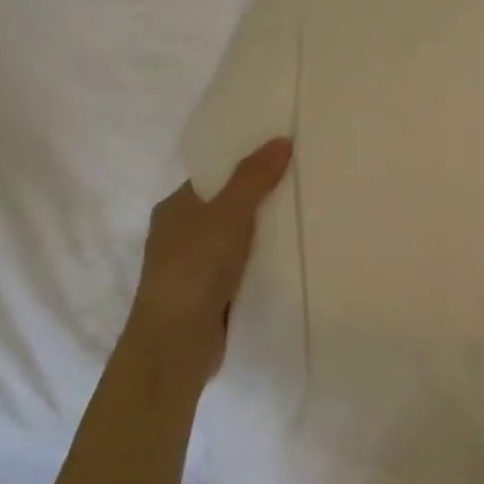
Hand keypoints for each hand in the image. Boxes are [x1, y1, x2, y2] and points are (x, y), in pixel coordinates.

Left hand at [122, 138, 293, 376]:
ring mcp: (194, 269)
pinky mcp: (210, 297)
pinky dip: (263, 264)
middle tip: (305, 185)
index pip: (214, 177)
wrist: (176, 343)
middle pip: (228, 208)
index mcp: (175, 208)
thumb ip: (254, 177)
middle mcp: (180, 235)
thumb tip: (281, 139)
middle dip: (262, 200)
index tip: (284, 158)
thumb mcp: (229, 212)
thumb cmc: (195, 267)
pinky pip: (243, 270)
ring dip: (265, 235)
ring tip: (308, 219)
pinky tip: (292, 259)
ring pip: (237, 241)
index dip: (246, 165)